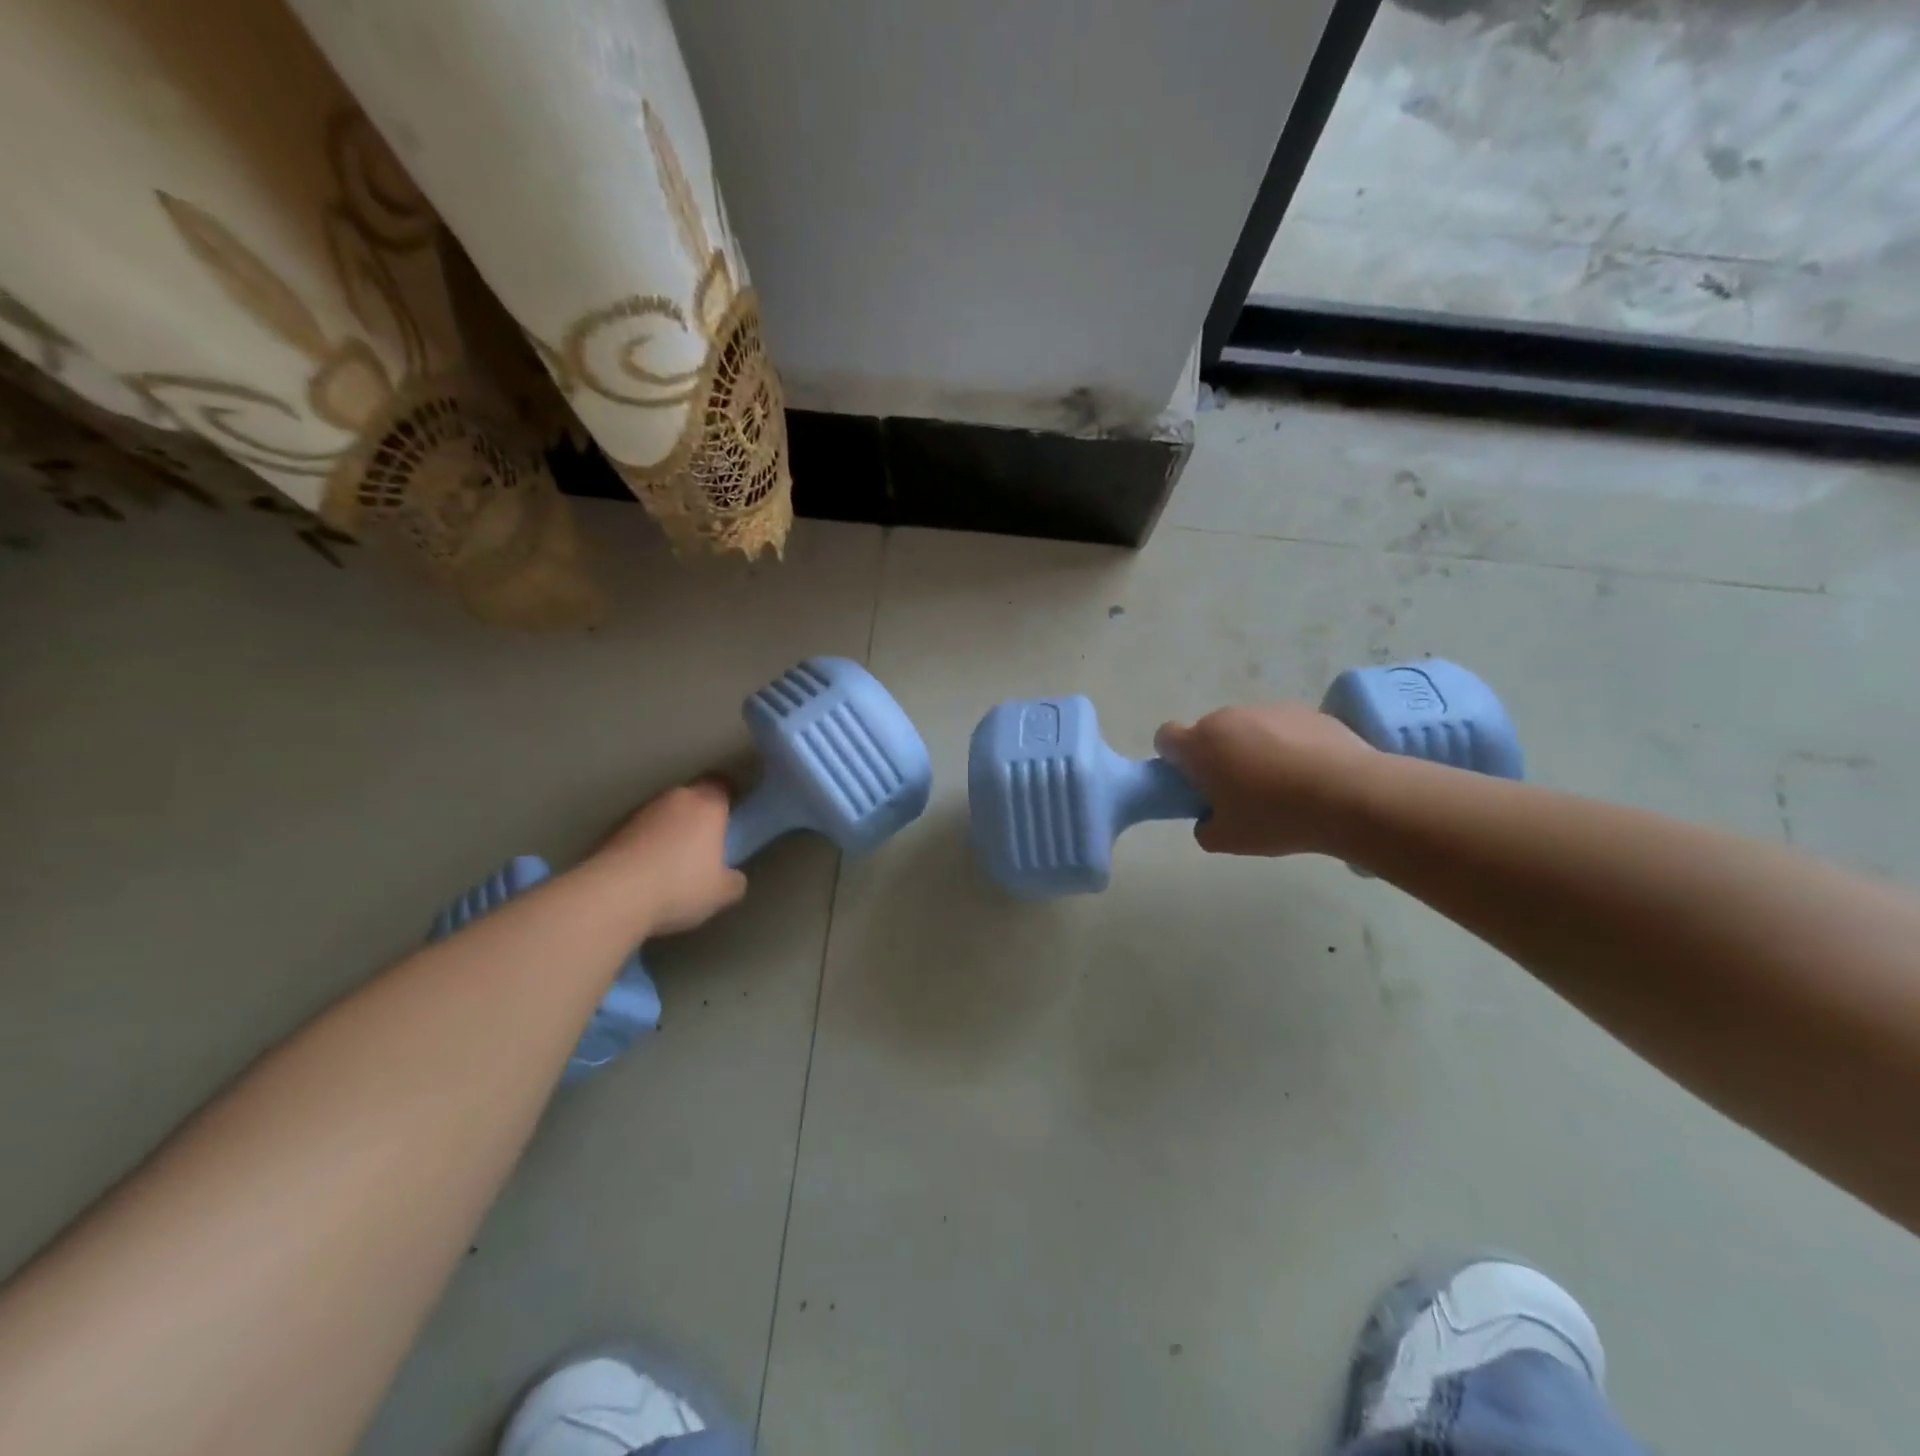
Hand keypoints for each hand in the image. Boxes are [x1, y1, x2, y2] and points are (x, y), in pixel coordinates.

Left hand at [589, 778, 747, 935]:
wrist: (614, 895)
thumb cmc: (680, 886)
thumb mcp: (722, 892)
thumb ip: (733, 879)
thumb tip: (731, 876)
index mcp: (707, 805)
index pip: (722, 785)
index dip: (728, 798)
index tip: (731, 816)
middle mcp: (675, 798)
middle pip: (692, 797)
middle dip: (698, 815)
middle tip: (704, 842)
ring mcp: (641, 811)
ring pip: (664, 813)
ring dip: (669, 828)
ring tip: (671, 860)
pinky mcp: (614, 829)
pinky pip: (641, 831)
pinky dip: (646, 843)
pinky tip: (646, 870)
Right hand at [1154, 704, 1378, 856]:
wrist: (1352, 795)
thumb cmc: (1276, 817)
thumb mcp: (1226, 840)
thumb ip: (1204, 827)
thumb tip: (1209, 817)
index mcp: (1201, 744)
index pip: (1166, 737)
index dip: (1173, 759)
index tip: (1193, 783)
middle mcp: (1229, 718)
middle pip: (1209, 733)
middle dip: (1216, 757)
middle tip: (1239, 792)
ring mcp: (1269, 709)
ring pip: (1247, 729)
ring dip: (1252, 750)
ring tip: (1282, 786)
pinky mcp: (1306, 711)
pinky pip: (1282, 728)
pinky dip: (1287, 746)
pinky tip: (1310, 774)